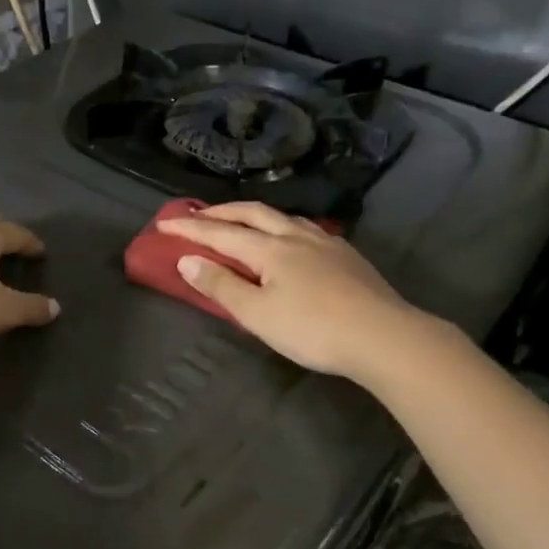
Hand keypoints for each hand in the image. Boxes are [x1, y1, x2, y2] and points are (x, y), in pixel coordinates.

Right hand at [158, 203, 420, 381]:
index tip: (164, 222)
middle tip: (198, 214)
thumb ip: (221, 286)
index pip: (221, 233)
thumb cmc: (312, 329)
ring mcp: (326, 243)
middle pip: (253, 213)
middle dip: (222, 212)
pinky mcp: (347, 256)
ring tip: (243, 221)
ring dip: (255, 215)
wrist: (384, 336)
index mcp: (270, 248)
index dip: (190, 228)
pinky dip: (283, 227)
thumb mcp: (257, 314)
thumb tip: (187, 260)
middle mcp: (296, 236)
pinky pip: (305, 229)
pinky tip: (292, 239)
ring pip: (284, 217)